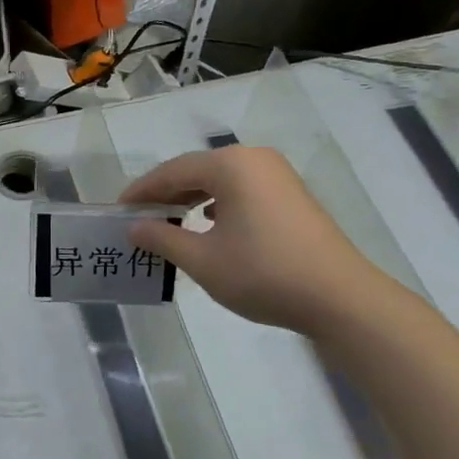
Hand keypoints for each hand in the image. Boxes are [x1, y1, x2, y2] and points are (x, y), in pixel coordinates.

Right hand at [120, 147, 387, 333]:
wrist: (340, 298)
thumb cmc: (263, 273)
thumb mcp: (203, 260)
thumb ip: (163, 238)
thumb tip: (135, 227)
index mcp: (231, 165)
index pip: (172, 171)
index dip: (142, 191)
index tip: (119, 210)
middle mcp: (254, 159)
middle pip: (197, 170)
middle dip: (166, 194)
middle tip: (140, 217)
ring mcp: (278, 176)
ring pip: (221, 181)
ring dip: (192, 199)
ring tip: (169, 222)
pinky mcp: (291, 196)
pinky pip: (242, 191)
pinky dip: (219, 204)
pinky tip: (210, 225)